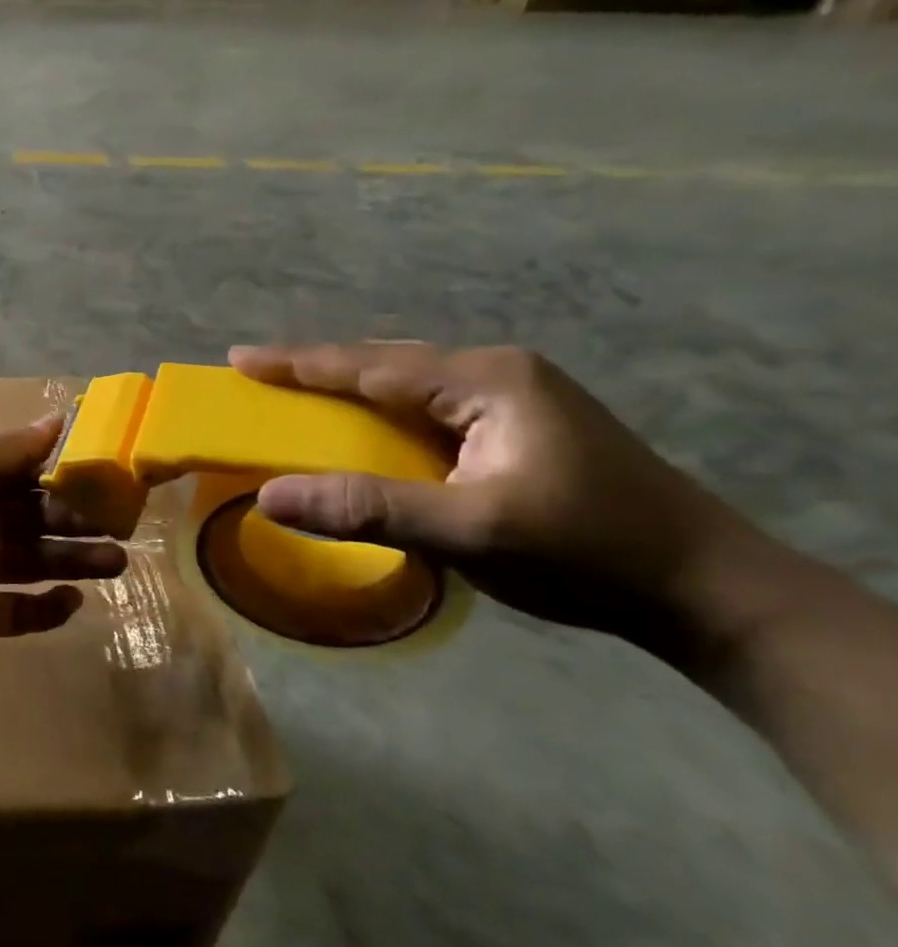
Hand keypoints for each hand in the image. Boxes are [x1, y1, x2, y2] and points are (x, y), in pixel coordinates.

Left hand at [0, 418, 128, 666]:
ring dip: (77, 561)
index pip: (30, 472)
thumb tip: (58, 418)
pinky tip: (72, 601)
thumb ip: (9, 449)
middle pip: (41, 518)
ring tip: (116, 561)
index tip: (113, 473)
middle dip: (81, 519)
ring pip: (39, 563)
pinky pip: (20, 612)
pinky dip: (48, 609)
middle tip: (124, 524)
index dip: (68, 472)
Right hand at [228, 343, 780, 664]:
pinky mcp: (520, 425)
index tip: (240, 357)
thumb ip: (366, 508)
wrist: (707, 589)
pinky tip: (366, 428)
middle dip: (319, 370)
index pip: (371, 364)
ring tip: (298, 396)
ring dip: (351, 390)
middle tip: (260, 376)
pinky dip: (382, 414)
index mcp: (486, 380)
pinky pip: (429, 408)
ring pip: (408, 384)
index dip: (299, 362)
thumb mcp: (468, 532)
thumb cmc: (586, 553)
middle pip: (386, 363)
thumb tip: (267, 496)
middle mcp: (498, 373)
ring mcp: (515, 397)